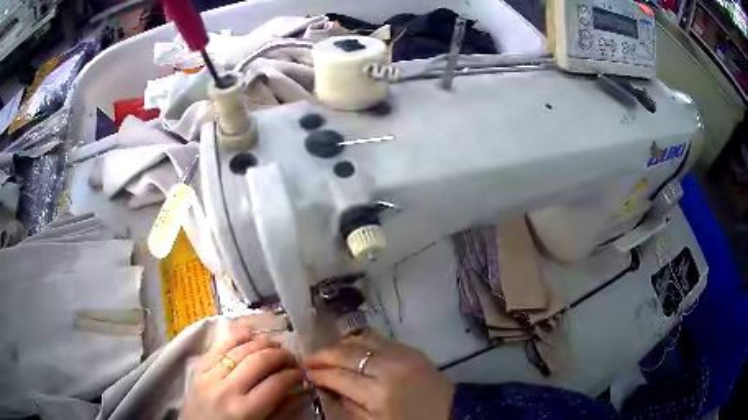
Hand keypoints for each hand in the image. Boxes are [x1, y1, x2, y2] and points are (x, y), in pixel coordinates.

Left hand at [182, 321, 304, 419]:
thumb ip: (282, 411)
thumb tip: (300, 390)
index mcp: (245, 410)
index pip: (276, 384)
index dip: (293, 375)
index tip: (301, 373)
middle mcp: (227, 389)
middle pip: (258, 361)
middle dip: (280, 355)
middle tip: (291, 357)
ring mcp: (209, 376)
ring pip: (239, 350)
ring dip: (261, 343)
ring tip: (274, 344)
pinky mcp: (198, 368)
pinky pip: (217, 347)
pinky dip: (234, 336)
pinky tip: (248, 332)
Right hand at [302, 330, 454, 419]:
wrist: (452, 411)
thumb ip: (348, 405)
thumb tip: (326, 386)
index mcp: (378, 393)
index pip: (338, 377)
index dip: (318, 373)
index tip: (304, 372)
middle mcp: (387, 368)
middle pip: (346, 353)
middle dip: (322, 355)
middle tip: (307, 358)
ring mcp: (401, 354)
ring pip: (360, 339)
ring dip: (340, 344)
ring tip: (328, 352)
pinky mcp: (411, 348)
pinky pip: (379, 337)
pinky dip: (360, 340)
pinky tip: (351, 347)